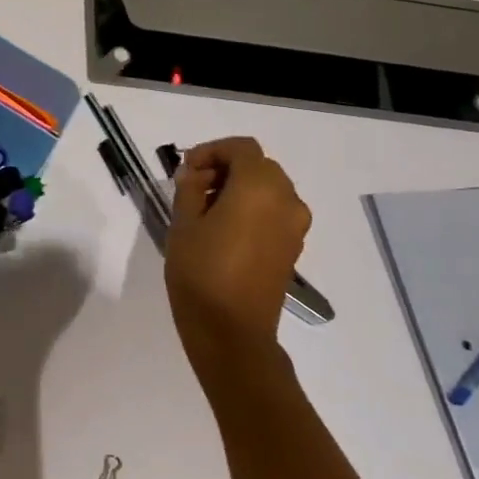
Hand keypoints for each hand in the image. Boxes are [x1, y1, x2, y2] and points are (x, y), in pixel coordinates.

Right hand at [164, 137, 310, 370]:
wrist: (232, 330)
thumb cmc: (201, 271)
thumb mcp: (183, 223)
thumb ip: (189, 188)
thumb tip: (196, 173)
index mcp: (259, 187)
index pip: (241, 148)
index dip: (211, 151)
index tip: (186, 170)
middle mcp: (286, 199)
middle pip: (258, 166)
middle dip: (225, 169)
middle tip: (193, 189)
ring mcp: (295, 224)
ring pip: (268, 188)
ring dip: (239, 189)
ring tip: (205, 211)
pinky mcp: (293, 246)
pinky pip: (274, 211)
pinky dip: (252, 208)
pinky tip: (224, 230)